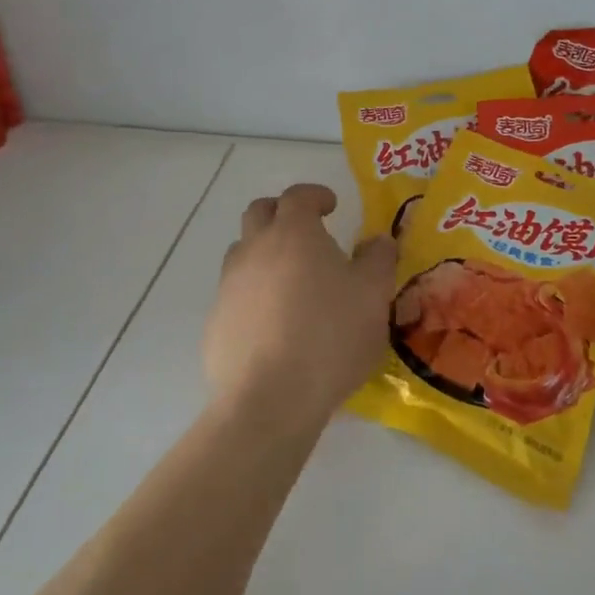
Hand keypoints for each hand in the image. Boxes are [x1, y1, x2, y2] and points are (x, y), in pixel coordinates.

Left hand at [204, 184, 397, 428]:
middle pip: (259, 212)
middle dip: (282, 213)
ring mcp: (229, 285)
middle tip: (306, 232)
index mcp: (293, 234)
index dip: (315, 195)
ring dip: (264, 253)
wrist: (269, 400)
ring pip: (242, 252)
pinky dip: (253, 295)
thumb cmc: (330, 336)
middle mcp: (254, 249)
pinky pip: (235, 294)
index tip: (331, 206)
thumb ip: (378, 259)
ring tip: (291, 280)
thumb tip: (377, 241)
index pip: (298, 195)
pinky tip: (274, 325)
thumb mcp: (373, 296)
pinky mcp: (216, 321)